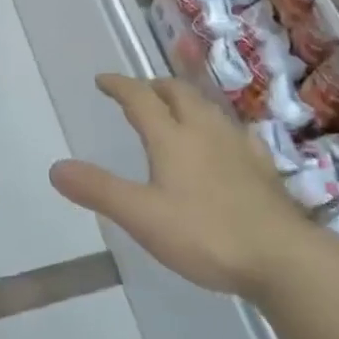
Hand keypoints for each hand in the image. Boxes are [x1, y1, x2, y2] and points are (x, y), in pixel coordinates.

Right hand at [49, 75, 305, 295]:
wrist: (282, 258)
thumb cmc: (205, 234)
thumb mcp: (142, 216)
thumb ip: (99, 190)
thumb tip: (56, 168)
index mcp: (172, 137)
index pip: (139, 98)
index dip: (119, 85)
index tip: (103, 80)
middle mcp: (204, 130)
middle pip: (177, 92)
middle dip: (154, 86)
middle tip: (140, 93)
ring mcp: (237, 145)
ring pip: (207, 107)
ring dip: (186, 100)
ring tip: (176, 110)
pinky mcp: (261, 166)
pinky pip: (235, 131)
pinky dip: (218, 126)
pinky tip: (225, 141)